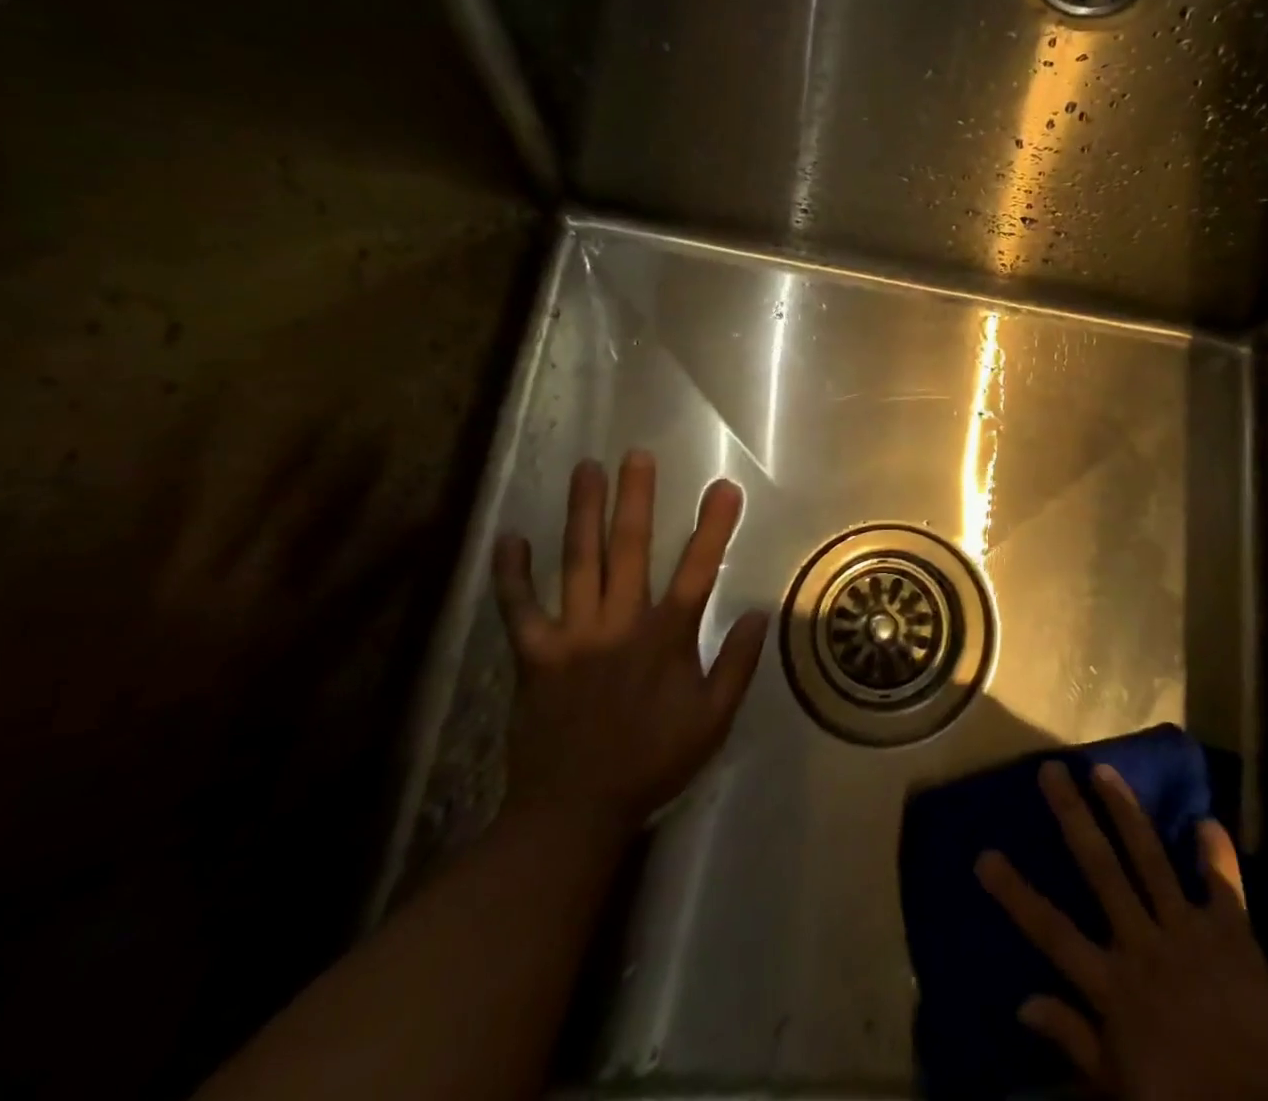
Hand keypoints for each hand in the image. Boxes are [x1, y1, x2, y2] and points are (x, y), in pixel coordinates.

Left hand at [492, 452, 768, 829]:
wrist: (573, 811)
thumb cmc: (652, 762)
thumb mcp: (713, 721)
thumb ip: (737, 665)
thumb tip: (758, 612)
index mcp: (666, 639)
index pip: (698, 571)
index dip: (713, 527)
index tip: (724, 487)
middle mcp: (619, 625)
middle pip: (630, 550)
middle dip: (636, 499)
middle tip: (637, 456)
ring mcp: (573, 636)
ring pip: (578, 564)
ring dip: (582, 514)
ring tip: (585, 470)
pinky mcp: (534, 655)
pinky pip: (520, 608)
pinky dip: (513, 575)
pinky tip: (509, 538)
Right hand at [977, 762, 1267, 1100]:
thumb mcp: (1120, 1089)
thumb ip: (1074, 1040)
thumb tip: (1022, 1002)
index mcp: (1115, 987)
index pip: (1052, 931)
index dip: (1016, 893)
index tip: (984, 855)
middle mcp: (1145, 945)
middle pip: (1101, 870)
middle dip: (1073, 817)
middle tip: (1051, 771)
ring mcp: (1190, 932)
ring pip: (1151, 859)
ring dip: (1126, 811)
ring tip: (1103, 770)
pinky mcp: (1233, 933)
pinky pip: (1223, 884)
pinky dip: (1215, 852)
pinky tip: (1206, 819)